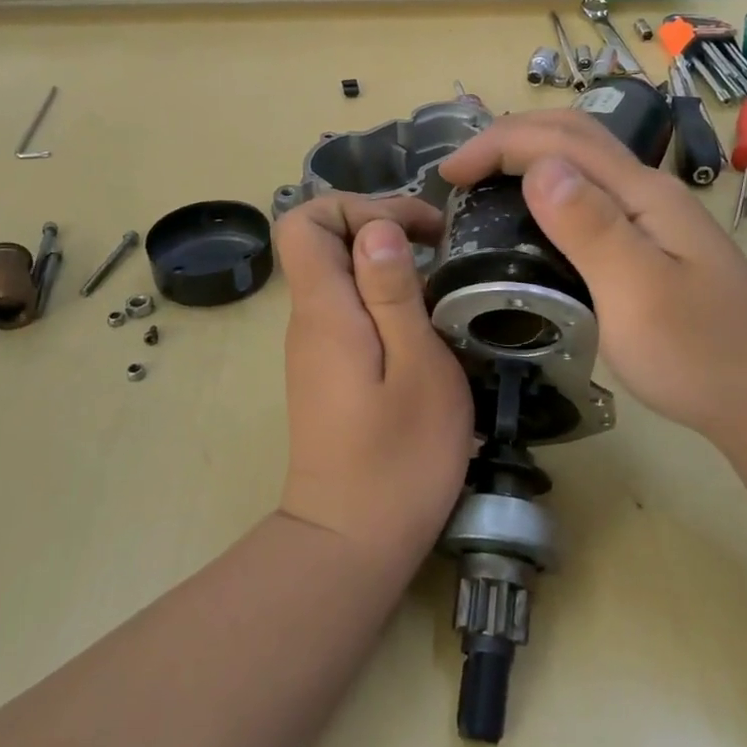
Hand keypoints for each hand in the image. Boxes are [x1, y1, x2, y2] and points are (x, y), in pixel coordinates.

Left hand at [273, 195, 474, 572]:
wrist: (351, 540)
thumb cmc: (398, 457)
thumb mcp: (417, 367)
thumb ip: (394, 293)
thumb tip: (376, 228)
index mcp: (325, 310)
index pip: (304, 222)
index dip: (357, 206)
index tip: (417, 228)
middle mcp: (309, 320)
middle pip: (321, 242)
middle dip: (380, 226)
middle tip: (439, 246)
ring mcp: (315, 346)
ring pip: (338, 275)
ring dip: (386, 263)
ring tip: (441, 283)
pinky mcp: (328, 370)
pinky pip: (348, 308)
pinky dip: (384, 297)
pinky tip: (424, 323)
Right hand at [438, 111, 746, 447]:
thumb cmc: (700, 353)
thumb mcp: (638, 291)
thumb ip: (590, 227)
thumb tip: (539, 168)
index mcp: (642, 194)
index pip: (560, 140)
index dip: (497, 144)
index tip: (447, 175)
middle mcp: (648, 192)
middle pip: (575, 135)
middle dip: (510, 137)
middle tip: (460, 170)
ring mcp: (654, 218)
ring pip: (584, 162)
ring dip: (530, 156)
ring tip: (485, 182)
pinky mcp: (651, 245)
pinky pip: (590, 196)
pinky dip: (549, 188)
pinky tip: (535, 218)